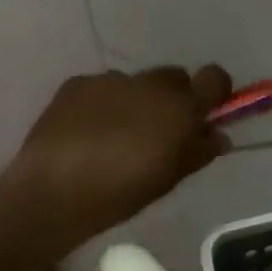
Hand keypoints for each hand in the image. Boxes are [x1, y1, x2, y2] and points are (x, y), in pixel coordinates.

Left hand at [3, 66, 234, 245]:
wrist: (54, 191)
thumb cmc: (121, 192)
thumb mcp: (169, 179)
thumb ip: (198, 151)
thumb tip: (217, 135)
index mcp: (179, 106)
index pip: (214, 77)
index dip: (213, 91)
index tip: (205, 111)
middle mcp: (148, 83)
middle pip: (173, 78)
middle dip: (172, 99)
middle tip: (157, 132)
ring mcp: (110, 79)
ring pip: (135, 84)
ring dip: (134, 102)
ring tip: (114, 137)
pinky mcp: (77, 83)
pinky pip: (101, 88)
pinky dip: (101, 105)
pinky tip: (86, 134)